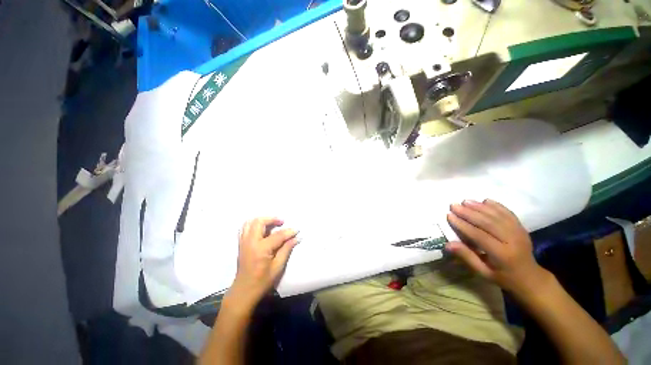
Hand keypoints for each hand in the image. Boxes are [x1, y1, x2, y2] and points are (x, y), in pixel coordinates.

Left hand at [228, 217, 298, 308]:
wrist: (244, 291)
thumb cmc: (262, 281)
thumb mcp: (278, 267)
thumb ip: (286, 249)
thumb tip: (296, 238)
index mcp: (260, 249)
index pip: (277, 235)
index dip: (289, 232)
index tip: (297, 230)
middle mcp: (250, 242)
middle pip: (259, 222)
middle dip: (272, 219)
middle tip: (282, 222)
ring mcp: (243, 242)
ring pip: (250, 222)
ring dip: (262, 220)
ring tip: (272, 223)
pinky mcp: (241, 244)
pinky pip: (245, 228)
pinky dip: (254, 224)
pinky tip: (262, 229)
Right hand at [446, 199, 548, 296]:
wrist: (530, 277)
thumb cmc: (503, 276)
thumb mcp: (483, 272)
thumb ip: (467, 257)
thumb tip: (447, 244)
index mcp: (502, 255)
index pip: (479, 236)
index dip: (463, 225)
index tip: (449, 216)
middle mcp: (512, 241)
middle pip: (488, 223)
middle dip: (469, 213)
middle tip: (454, 205)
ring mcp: (519, 232)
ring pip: (497, 216)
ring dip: (480, 207)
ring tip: (465, 201)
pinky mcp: (521, 227)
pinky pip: (508, 213)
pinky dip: (496, 206)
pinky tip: (485, 200)